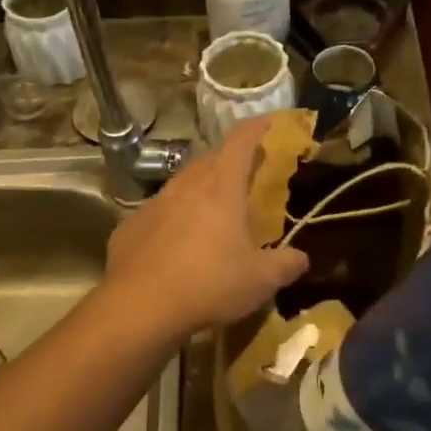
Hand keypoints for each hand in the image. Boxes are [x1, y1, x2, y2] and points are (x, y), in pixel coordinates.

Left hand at [103, 115, 309, 338]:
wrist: (140, 307)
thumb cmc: (209, 284)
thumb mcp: (260, 281)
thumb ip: (286, 265)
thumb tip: (301, 258)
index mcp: (221, 188)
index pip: (240, 141)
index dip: (256, 128)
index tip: (268, 123)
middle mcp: (184, 186)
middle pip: (208, 159)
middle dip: (228, 160)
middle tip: (243, 174)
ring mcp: (153, 205)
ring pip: (180, 185)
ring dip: (198, 190)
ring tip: (211, 212)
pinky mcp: (129, 228)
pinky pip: (157, 214)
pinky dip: (172, 220)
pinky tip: (176, 246)